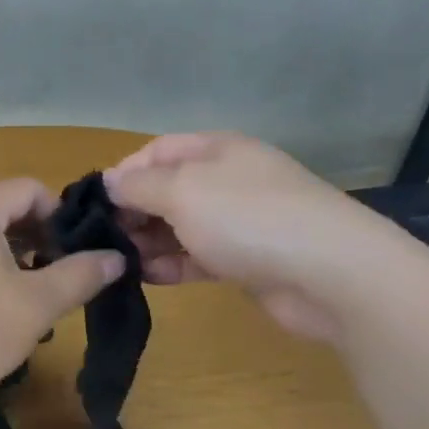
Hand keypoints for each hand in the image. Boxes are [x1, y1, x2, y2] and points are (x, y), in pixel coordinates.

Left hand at [0, 180, 124, 425]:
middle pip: (0, 212)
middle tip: (59, 279)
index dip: (60, 215)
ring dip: (8, 261)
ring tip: (27, 301)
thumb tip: (116, 257)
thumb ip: (80, 276)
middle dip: (36, 240)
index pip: (28, 189)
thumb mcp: (36, 305)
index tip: (79, 252)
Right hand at [103, 133, 398, 341]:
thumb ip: (140, 185)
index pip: (158, 150)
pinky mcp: (248, 261)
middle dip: (134, 211)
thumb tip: (109, 181)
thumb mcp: (183, 191)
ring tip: (119, 262)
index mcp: (216, 150)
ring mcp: (241, 221)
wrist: (332, 274)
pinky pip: (199, 256)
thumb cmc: (249, 217)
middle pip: (168, 189)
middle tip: (103, 239)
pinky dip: (173, 264)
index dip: (125, 172)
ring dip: (149, 242)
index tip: (97, 203)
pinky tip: (147, 278)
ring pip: (182, 226)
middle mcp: (228, 180)